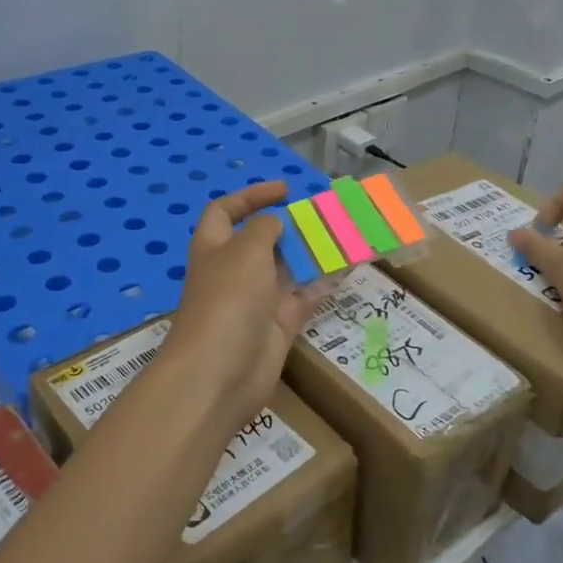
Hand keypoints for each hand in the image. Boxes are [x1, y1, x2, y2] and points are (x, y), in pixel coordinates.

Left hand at [164, 181, 325, 433]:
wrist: (220, 373)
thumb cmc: (228, 299)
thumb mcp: (246, 250)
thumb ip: (265, 228)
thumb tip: (277, 223)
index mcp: (215, 247)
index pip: (226, 211)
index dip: (252, 196)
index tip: (285, 190)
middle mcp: (234, 270)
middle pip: (263, 240)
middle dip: (291, 226)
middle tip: (326, 215)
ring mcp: (257, 300)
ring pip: (288, 269)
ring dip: (313, 253)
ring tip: (346, 235)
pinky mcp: (279, 326)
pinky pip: (305, 297)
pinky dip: (324, 283)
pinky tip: (348, 268)